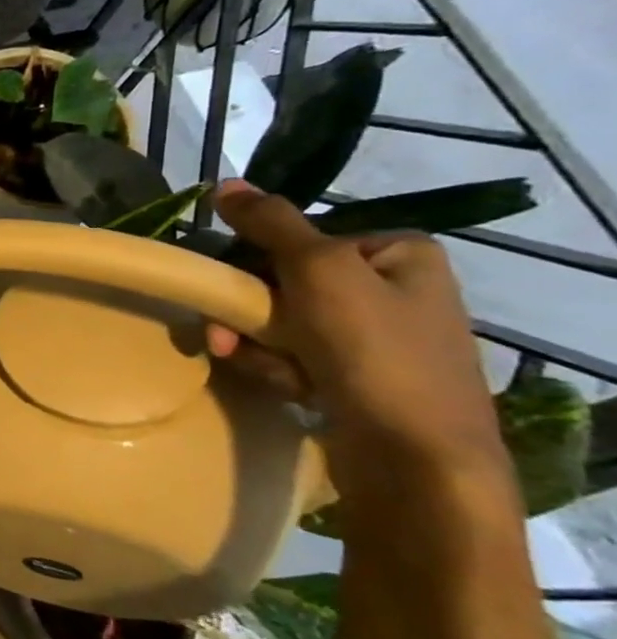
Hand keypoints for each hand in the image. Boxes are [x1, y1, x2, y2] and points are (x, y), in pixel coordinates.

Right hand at [205, 181, 510, 494]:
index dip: (254, 263)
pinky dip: (277, 368)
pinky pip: (294, 357)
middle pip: (283, 284)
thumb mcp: (319, 271)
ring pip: (280, 324)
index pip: (298, 240)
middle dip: (249, 312)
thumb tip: (226, 183)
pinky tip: (285, 386)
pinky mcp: (357, 378)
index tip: (230, 287)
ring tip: (257, 367)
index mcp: (396, 253)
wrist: (414, 455)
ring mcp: (376, 337)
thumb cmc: (373, 350)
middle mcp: (391, 289)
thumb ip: (271, 224)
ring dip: (255, 343)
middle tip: (224, 336)